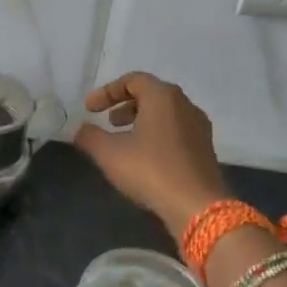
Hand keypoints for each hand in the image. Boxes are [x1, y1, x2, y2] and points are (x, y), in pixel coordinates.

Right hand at [73, 73, 228, 235]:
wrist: (197, 206)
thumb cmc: (150, 170)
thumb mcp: (109, 153)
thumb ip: (90, 136)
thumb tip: (81, 130)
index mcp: (163, 97)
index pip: (133, 80)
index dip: (107, 92)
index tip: (90, 109)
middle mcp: (185, 105)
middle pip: (152, 94)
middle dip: (126, 105)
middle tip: (109, 122)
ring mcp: (199, 127)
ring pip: (166, 114)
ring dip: (142, 121)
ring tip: (124, 141)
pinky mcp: (205, 149)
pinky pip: (176, 131)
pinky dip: (157, 135)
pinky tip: (145, 158)